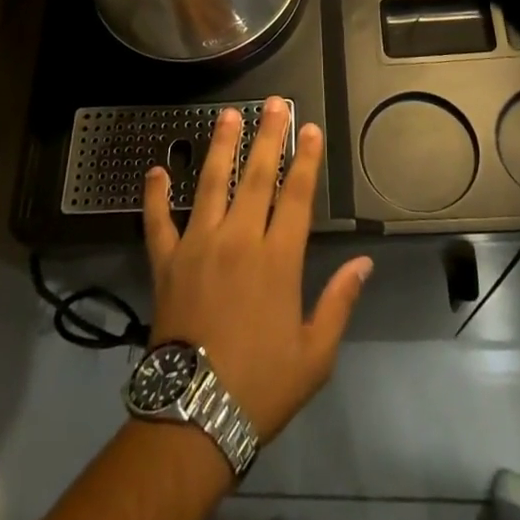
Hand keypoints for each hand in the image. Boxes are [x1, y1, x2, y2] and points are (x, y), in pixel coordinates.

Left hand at [144, 100, 372, 440]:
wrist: (194, 415)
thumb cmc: (261, 385)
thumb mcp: (316, 353)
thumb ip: (339, 301)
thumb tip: (363, 262)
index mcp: (277, 259)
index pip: (296, 195)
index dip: (305, 159)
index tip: (310, 128)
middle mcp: (238, 239)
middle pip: (257, 176)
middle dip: (268, 136)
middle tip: (274, 103)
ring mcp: (198, 245)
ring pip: (212, 184)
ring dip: (221, 147)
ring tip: (228, 115)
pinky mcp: (166, 261)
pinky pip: (158, 221)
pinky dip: (155, 195)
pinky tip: (156, 170)